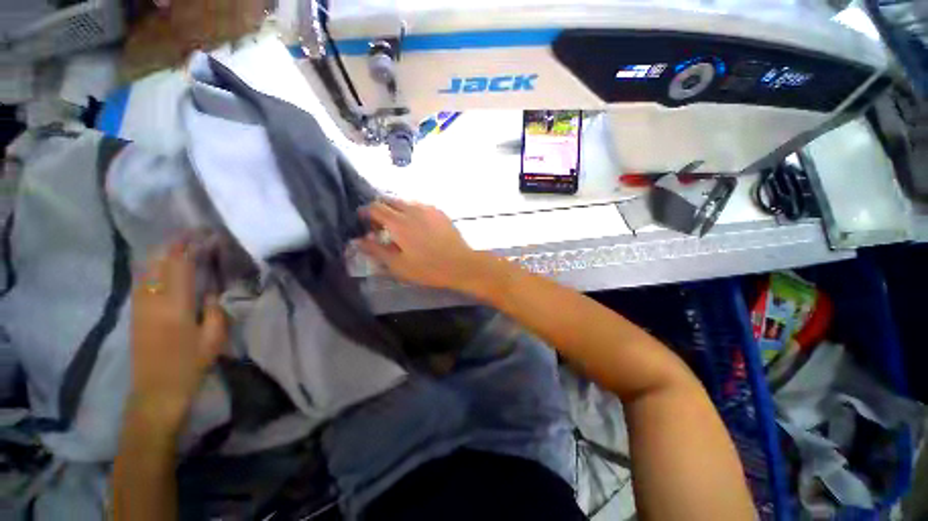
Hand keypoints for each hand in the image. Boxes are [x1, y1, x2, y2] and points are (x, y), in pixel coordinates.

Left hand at [128, 240, 226, 431]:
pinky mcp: (135, 313)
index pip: (181, 268)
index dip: (192, 249)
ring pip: (146, 270)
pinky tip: (157, 263)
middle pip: (160, 264)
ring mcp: (140, 306)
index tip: (205, 236)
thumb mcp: (213, 339)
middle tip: (191, 232)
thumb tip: (210, 292)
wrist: (156, 391)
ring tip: (176, 242)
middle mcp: (153, 301)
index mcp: (176, 307)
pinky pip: (140, 281)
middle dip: (174, 245)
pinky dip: (150, 267)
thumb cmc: (190, 365)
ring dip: (161, 253)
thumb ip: (214, 311)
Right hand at [357, 199, 493, 292]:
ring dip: (397, 209)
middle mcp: (412, 209)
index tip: (364, 222)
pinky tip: (417, 225)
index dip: (366, 213)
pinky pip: (420, 206)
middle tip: (381, 225)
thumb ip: (376, 250)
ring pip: (405, 202)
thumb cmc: (428, 268)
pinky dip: (412, 211)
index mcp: (398, 222)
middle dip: (381, 209)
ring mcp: (428, 208)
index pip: (375, 207)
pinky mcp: (440, 212)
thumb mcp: (398, 265)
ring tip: (400, 226)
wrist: (460, 264)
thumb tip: (359, 240)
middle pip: (389, 200)